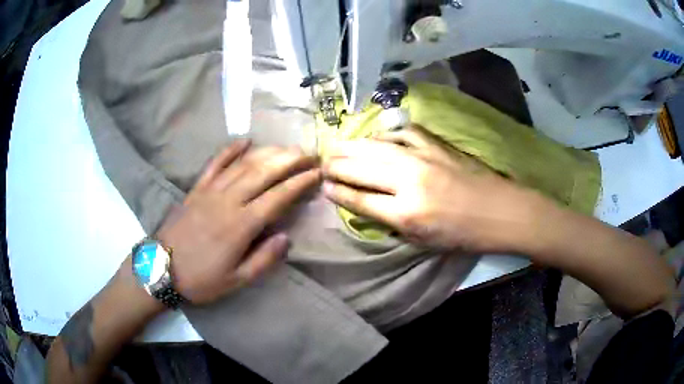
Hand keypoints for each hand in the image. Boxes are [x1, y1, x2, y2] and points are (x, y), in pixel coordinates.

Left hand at [156, 140, 319, 303]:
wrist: (162, 269)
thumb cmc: (201, 279)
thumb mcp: (236, 281)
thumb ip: (264, 260)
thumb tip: (287, 237)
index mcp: (241, 226)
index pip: (278, 197)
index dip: (299, 183)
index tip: (317, 173)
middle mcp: (228, 201)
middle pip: (263, 172)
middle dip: (290, 160)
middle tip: (309, 153)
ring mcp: (210, 191)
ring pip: (243, 164)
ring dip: (268, 152)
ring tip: (287, 147)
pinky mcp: (196, 189)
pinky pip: (215, 164)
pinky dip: (230, 150)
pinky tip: (245, 140)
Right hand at [322, 125, 543, 253]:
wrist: (500, 211)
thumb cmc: (463, 235)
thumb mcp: (423, 241)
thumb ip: (391, 221)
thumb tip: (365, 204)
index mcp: (406, 214)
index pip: (360, 199)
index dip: (338, 192)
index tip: (322, 186)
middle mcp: (409, 181)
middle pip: (362, 168)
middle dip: (336, 165)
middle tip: (320, 162)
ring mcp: (423, 158)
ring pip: (377, 147)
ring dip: (352, 146)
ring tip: (334, 145)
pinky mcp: (436, 145)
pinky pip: (402, 133)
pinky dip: (384, 134)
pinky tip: (374, 137)